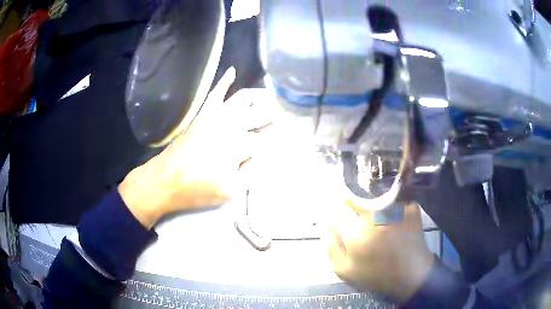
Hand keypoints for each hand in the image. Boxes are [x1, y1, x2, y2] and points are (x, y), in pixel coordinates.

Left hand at [119, 68, 270, 228]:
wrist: (166, 180)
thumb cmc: (198, 190)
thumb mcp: (230, 192)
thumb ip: (253, 173)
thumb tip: (267, 156)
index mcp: (238, 147)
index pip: (266, 140)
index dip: (277, 142)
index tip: (286, 141)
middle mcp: (230, 126)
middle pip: (261, 114)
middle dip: (276, 115)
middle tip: (286, 115)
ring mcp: (215, 117)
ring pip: (242, 99)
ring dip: (260, 95)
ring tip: (271, 96)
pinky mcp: (203, 114)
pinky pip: (215, 93)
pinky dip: (224, 81)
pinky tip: (232, 71)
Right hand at [325, 203, 434, 302]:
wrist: (412, 274)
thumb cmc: (376, 275)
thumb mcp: (345, 270)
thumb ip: (330, 246)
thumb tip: (324, 224)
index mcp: (356, 232)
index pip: (335, 209)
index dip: (331, 210)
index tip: (332, 214)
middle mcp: (375, 214)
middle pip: (353, 198)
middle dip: (348, 205)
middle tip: (355, 220)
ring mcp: (394, 207)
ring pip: (372, 198)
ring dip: (368, 206)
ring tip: (373, 222)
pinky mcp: (408, 206)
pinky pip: (390, 200)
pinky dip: (387, 207)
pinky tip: (390, 220)